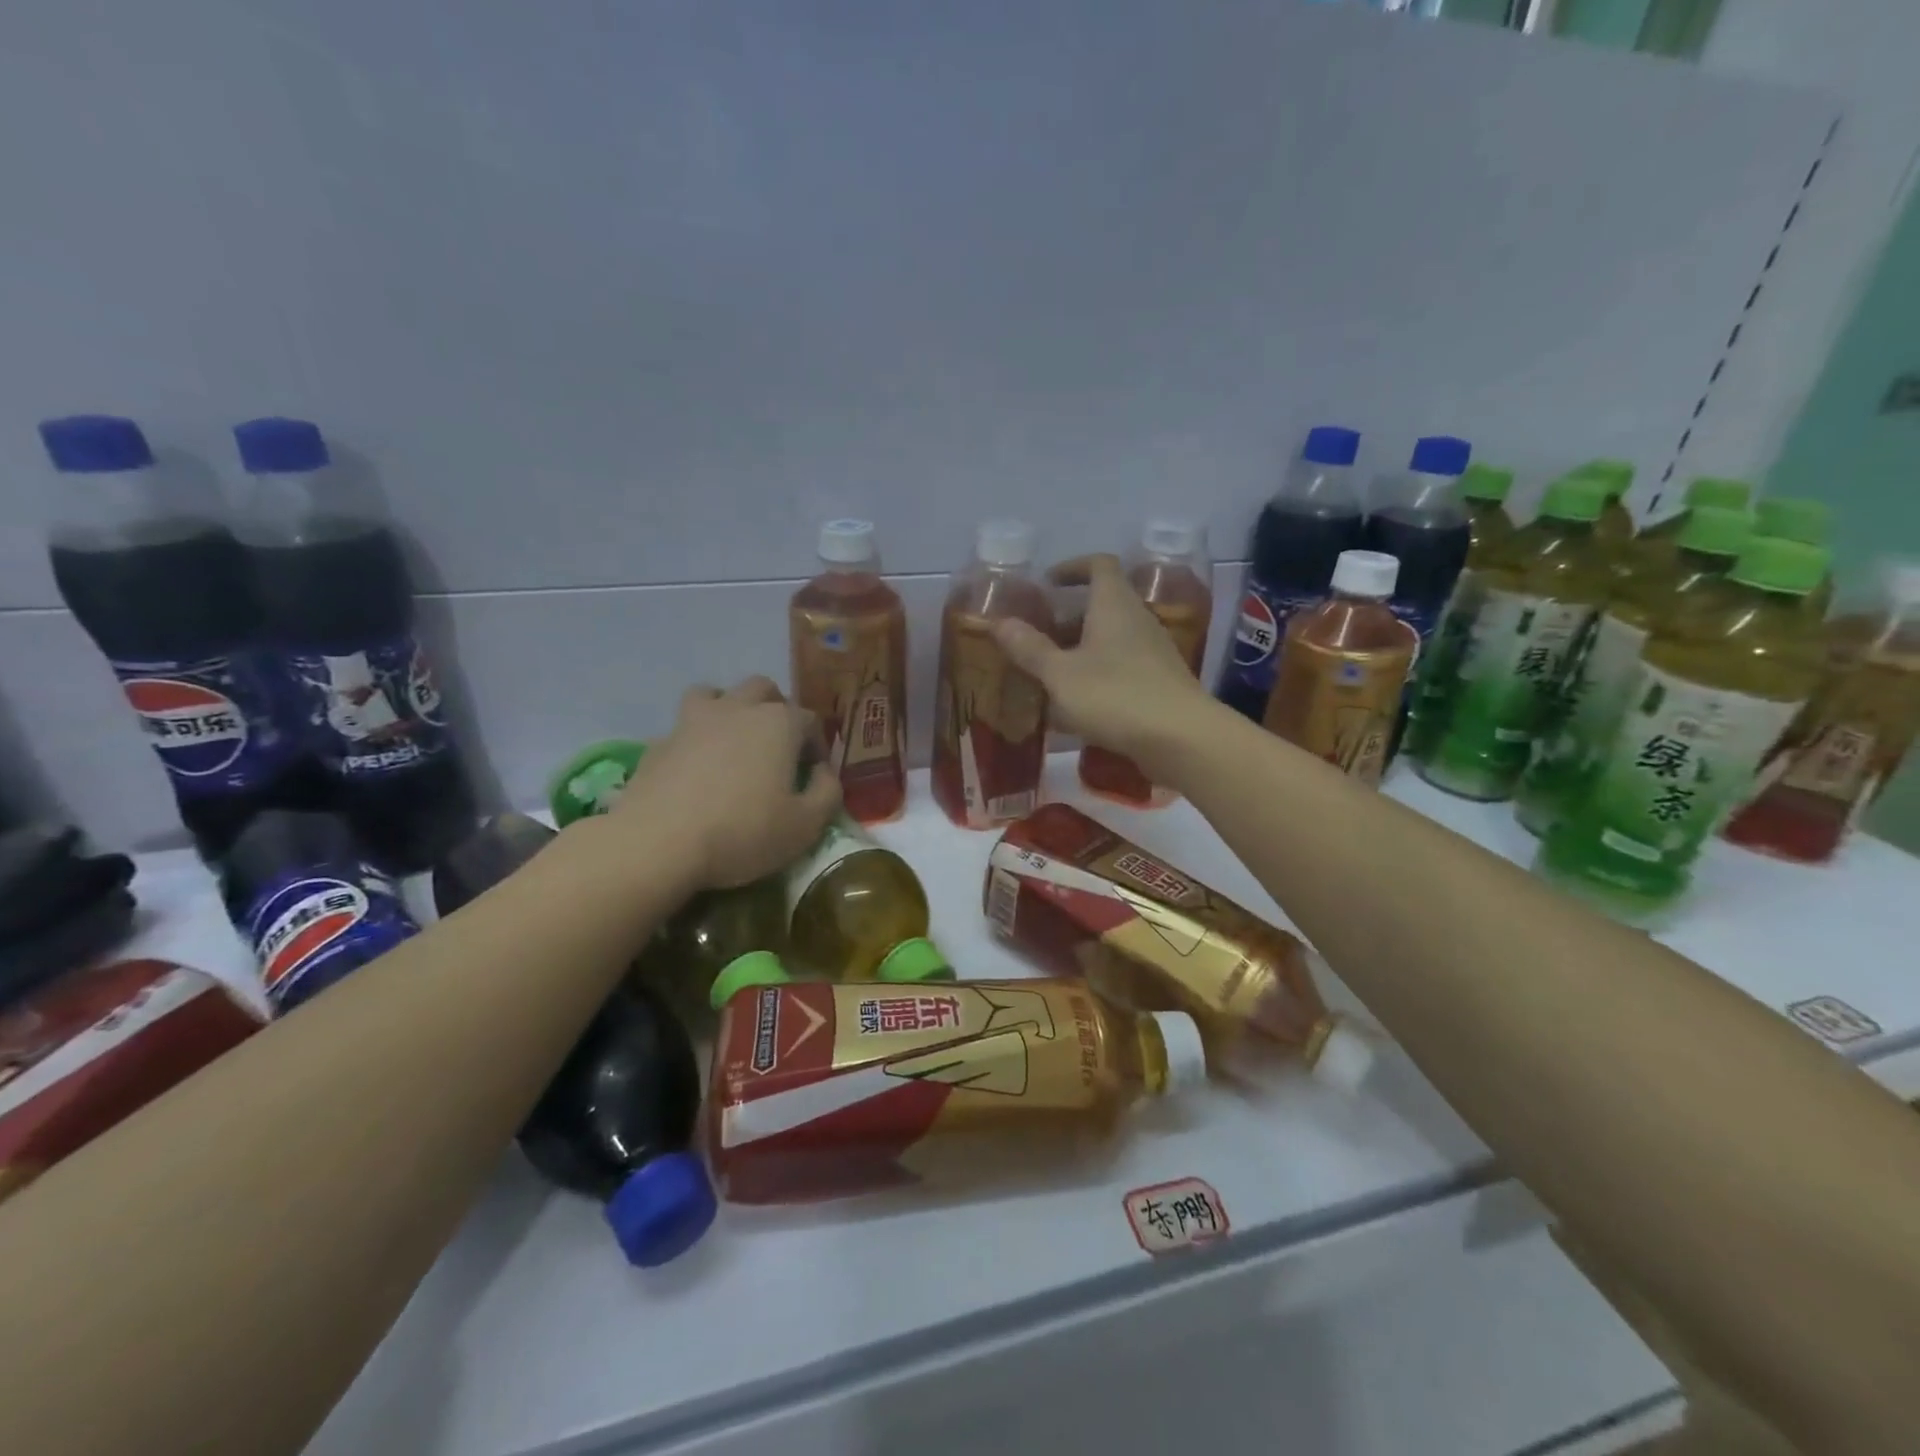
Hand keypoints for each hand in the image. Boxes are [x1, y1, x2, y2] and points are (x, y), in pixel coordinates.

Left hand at [609, 678, 841, 891]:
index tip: (813, 775)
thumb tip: (823, 773)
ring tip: (733, 741)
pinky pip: (683, 728)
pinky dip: (695, 740)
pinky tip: (695, 770)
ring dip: (730, 708)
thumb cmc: (743, 832)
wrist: (658, 843)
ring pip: (715, 693)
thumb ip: (827, 793)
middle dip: (777, 709)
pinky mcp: (658, 742)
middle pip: (763, 689)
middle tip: (778, 746)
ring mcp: (692, 721)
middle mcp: (737, 709)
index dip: (817, 745)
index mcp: (778, 723)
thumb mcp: (806, 825)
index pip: (810, 719)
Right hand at [993, 554, 1214, 771]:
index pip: (1098, 565)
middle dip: (1068, 616)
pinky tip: (1077, 703)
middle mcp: (1137, 619)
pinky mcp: (1159, 682)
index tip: (1047, 583)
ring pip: (1111, 637)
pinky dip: (1097, 673)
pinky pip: (1121, 665)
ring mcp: (1153, 651)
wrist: (1181, 738)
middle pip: (1102, 603)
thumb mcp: (1060, 674)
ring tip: (1050, 671)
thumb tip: (1000, 622)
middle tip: (1037, 634)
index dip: (1072, 567)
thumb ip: (1030, 649)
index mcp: (1113, 605)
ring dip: (1081, 647)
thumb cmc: (1115, 696)